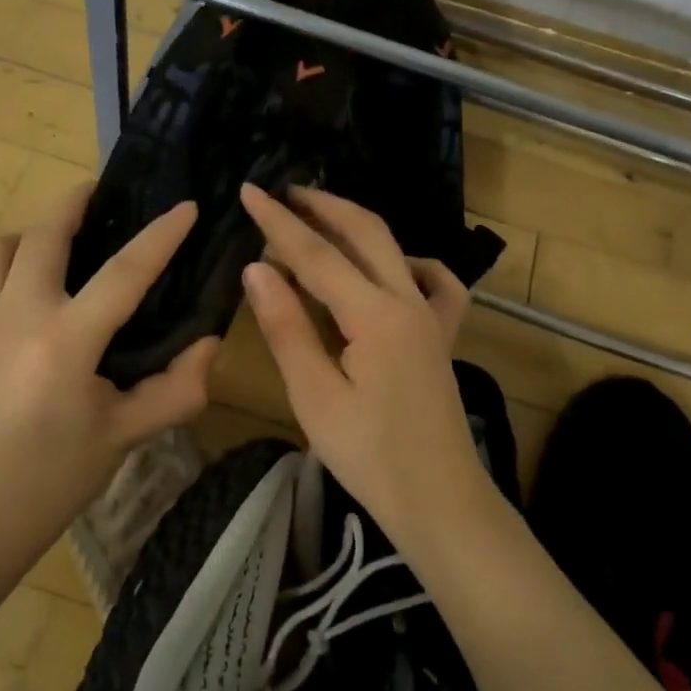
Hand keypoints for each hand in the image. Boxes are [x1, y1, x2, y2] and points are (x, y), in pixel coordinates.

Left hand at [0, 185, 218, 582]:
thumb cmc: (53, 480)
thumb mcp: (126, 437)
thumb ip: (177, 389)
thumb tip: (208, 342)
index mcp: (66, 343)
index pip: (124, 272)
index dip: (161, 235)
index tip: (186, 207)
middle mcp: (17, 317)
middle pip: (44, 235)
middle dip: (76, 202)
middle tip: (104, 193)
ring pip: (0, 247)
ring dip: (33, 230)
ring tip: (61, 237)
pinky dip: (2, 260)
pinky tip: (22, 279)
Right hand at [238, 184, 495, 543]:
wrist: (439, 499)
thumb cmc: (370, 456)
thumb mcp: (314, 395)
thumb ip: (287, 327)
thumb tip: (256, 268)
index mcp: (375, 315)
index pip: (317, 254)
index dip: (279, 222)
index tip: (249, 191)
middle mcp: (408, 301)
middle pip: (365, 232)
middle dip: (322, 206)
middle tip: (282, 192)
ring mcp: (431, 316)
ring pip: (394, 248)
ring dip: (354, 226)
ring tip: (318, 218)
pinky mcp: (441, 335)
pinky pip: (433, 282)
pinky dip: (406, 261)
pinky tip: (388, 268)